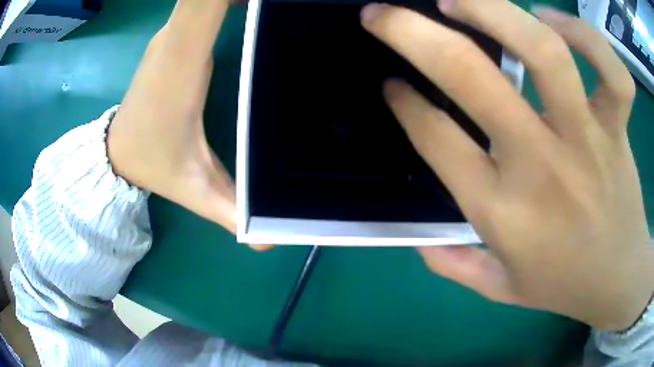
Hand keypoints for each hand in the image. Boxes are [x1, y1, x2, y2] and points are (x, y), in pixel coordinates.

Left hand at [107, 0, 269, 250]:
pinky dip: (222, 2)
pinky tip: (248, 8)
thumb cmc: (152, 164)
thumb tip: (272, 241)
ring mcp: (171, 35)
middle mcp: (174, 39)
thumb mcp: (193, 189)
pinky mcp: (173, 37)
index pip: (203, 5)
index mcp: (181, 66)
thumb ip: (231, 210)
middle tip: (295, 1)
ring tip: (273, 5)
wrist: (117, 153)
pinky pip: (200, 5)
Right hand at [362, 0, 652, 330]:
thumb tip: (416, 240)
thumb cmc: (562, 285)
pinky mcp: (617, 126)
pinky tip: (551, 20)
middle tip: (382, 13)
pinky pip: (608, 68)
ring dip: (492, 11)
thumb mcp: (500, 289)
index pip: (435, 137)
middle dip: (411, 33)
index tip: (392, 84)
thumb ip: (455, 266)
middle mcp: (542, 165)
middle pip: (469, 75)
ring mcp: (587, 138)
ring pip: (543, 52)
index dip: (404, 103)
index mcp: (502, 212)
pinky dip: (583, 33)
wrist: (617, 279)